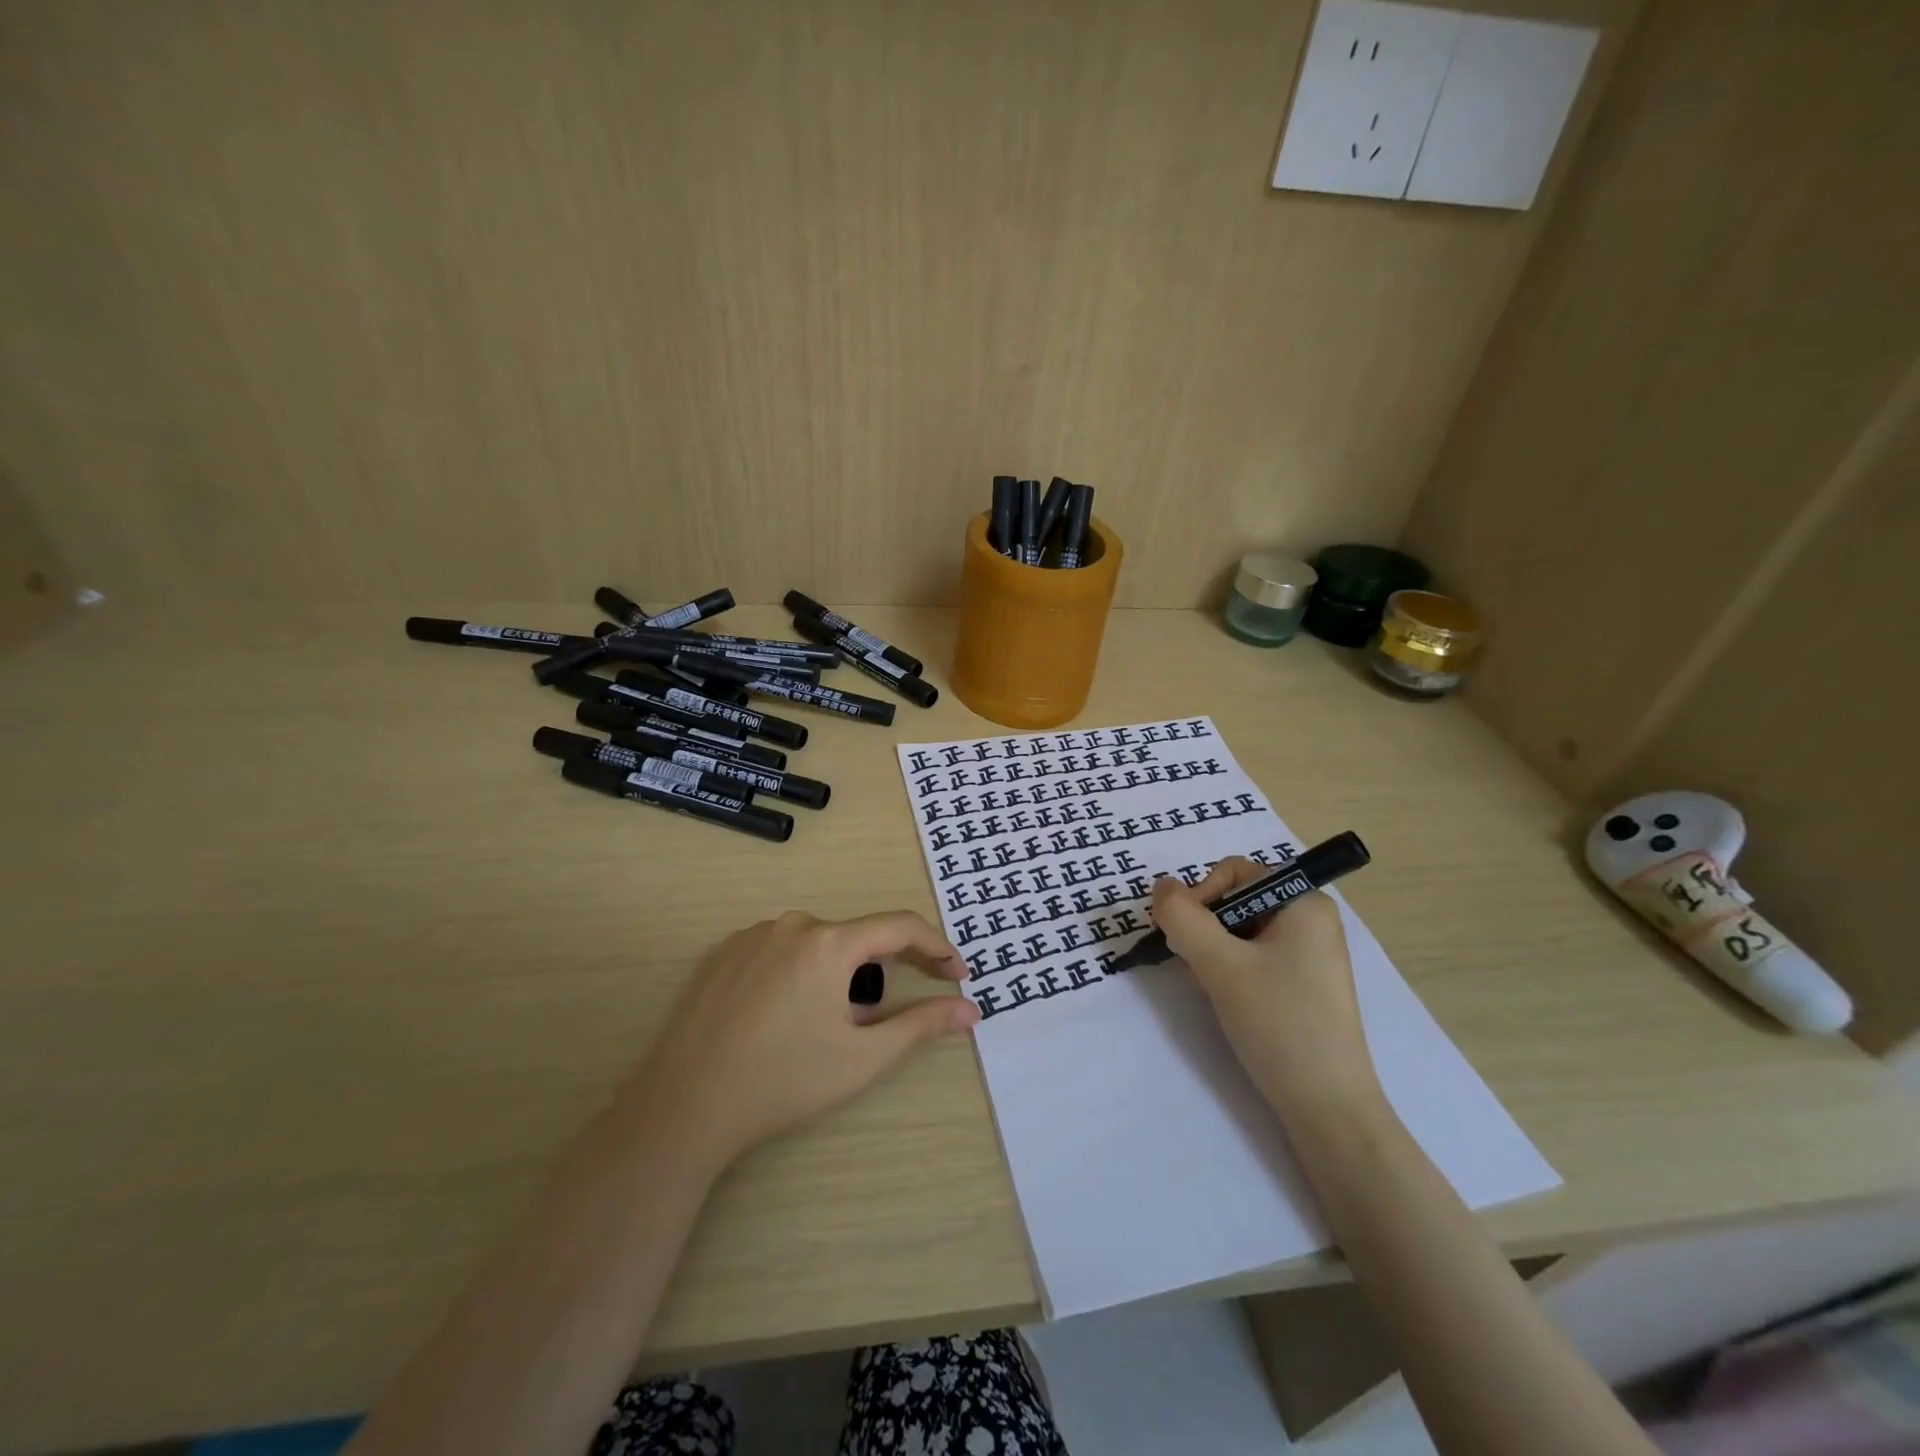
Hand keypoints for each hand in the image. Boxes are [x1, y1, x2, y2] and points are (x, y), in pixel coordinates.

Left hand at [618, 910, 979, 1168]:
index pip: (900, 927)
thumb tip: (970, 1009)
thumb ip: (921, 1025)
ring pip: (817, 945)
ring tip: (828, 1026)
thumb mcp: (862, 1057)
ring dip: (839, 975)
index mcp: (830, 941)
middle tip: (886, 1017)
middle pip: (857, 937)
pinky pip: (781, 951)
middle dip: (882, 971)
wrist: (684, 1107)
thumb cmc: (783, 1081)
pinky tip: (785, 1017)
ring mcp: (752, 935)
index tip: (957, 975)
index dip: (936, 948)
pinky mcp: (724, 953)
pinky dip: (800, 974)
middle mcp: (792, 924)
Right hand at [1150, 861, 1382, 1127]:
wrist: (1328, 1109)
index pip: (1235, 873)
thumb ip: (1183, 918)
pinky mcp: (1303, 982)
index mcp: (1304, 901)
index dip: (1202, 896)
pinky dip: (1231, 968)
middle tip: (1196, 965)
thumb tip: (1161, 886)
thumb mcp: (1221, 965)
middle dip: (1206, 926)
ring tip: (1212, 986)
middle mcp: (1311, 918)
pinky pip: (1254, 955)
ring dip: (1214, 950)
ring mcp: (1309, 952)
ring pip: (1240, 930)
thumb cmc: (1279, 1024)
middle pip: (1236, 899)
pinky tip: (1228, 998)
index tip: (1186, 938)